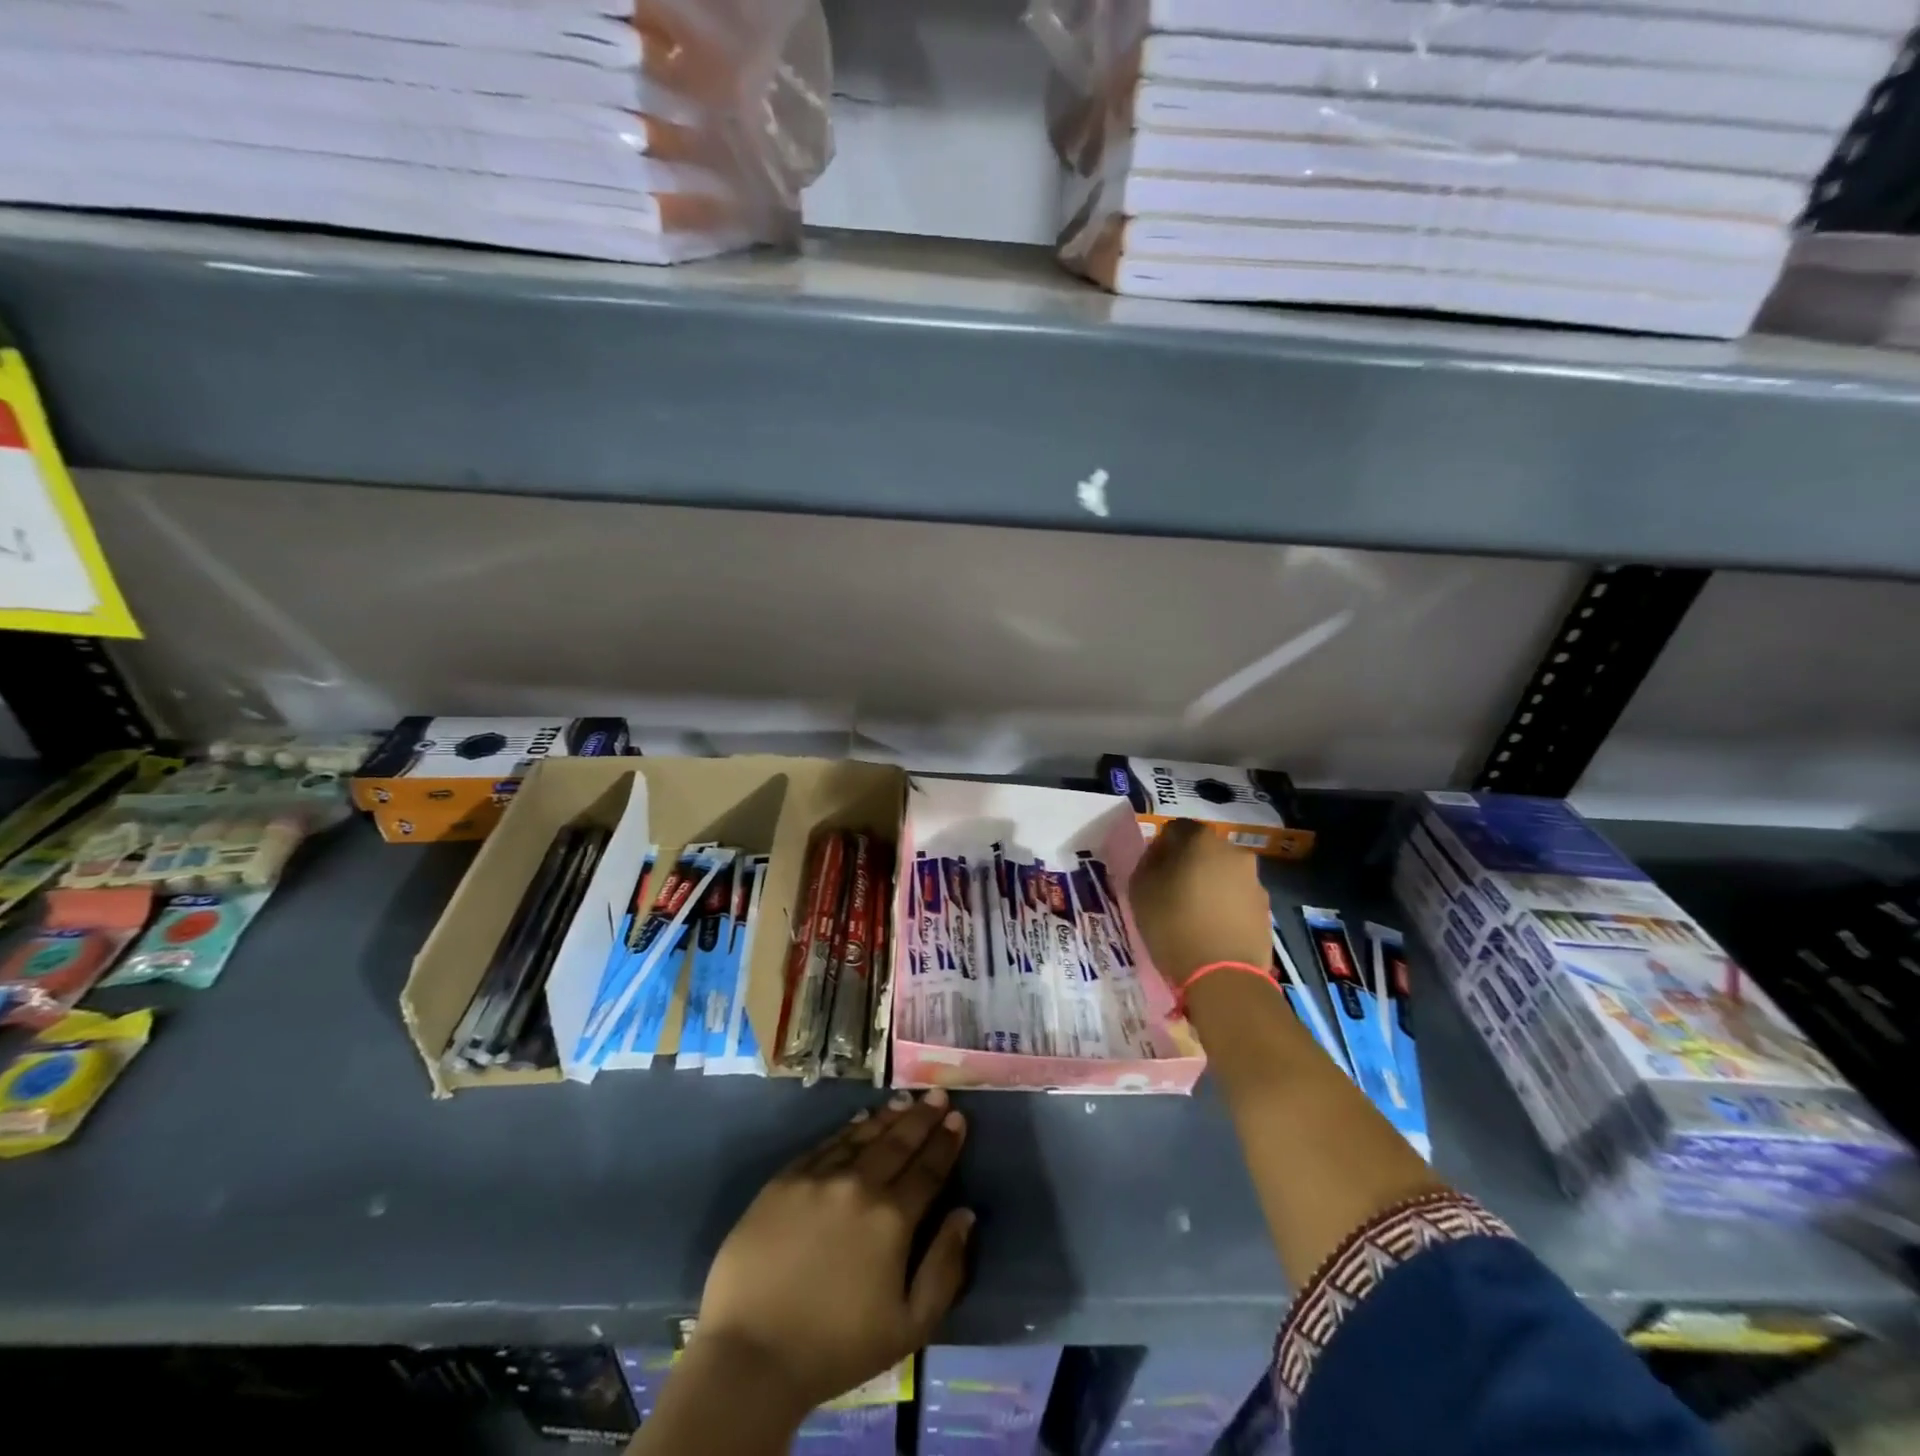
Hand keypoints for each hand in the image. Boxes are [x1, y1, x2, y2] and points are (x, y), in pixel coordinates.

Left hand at [694, 1088, 972, 1417]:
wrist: (751, 1355)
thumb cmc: (836, 1348)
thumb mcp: (908, 1327)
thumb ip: (944, 1269)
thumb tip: (964, 1215)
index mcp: (892, 1219)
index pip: (928, 1170)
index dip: (945, 1143)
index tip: (959, 1118)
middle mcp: (859, 1185)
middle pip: (898, 1143)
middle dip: (922, 1118)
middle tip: (938, 1095)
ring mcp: (819, 1178)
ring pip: (862, 1137)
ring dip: (888, 1117)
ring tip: (906, 1100)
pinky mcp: (785, 1180)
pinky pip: (825, 1145)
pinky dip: (848, 1130)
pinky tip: (860, 1121)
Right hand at [1128, 819, 1270, 989]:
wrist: (1224, 977)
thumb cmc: (1174, 925)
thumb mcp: (1141, 890)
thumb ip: (1147, 862)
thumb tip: (1159, 854)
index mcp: (1202, 840)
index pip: (1176, 829)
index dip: (1161, 847)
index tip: (1152, 871)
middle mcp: (1234, 853)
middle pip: (1204, 850)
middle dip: (1188, 864)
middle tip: (1171, 891)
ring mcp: (1255, 882)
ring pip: (1223, 875)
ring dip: (1208, 886)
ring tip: (1193, 915)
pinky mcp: (1266, 910)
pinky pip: (1237, 899)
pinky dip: (1224, 907)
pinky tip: (1212, 930)